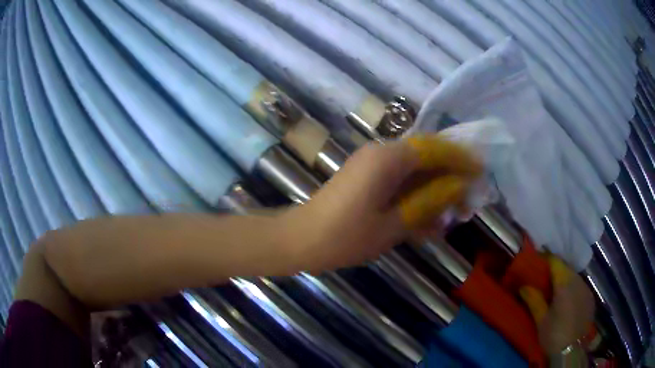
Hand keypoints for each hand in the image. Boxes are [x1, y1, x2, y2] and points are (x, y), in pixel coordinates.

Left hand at [283, 135, 481, 271]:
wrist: (300, 240)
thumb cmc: (345, 236)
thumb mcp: (394, 224)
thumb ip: (429, 202)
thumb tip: (458, 187)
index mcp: (389, 158)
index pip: (435, 149)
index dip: (461, 159)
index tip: (481, 172)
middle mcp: (382, 153)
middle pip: (427, 157)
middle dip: (450, 178)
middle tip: (467, 202)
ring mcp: (372, 165)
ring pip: (415, 172)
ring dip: (434, 191)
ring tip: (451, 216)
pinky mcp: (366, 178)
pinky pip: (399, 182)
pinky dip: (415, 198)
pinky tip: (426, 222)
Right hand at [519, 255, 595, 355]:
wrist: (572, 350)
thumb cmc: (554, 335)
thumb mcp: (541, 320)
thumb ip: (534, 300)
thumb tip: (523, 286)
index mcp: (565, 284)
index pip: (556, 262)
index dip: (546, 258)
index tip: (537, 260)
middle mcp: (578, 281)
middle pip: (566, 268)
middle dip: (555, 270)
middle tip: (544, 278)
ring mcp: (586, 289)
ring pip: (575, 277)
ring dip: (565, 279)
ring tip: (555, 290)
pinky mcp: (591, 298)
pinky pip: (581, 286)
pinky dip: (573, 288)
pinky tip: (567, 300)